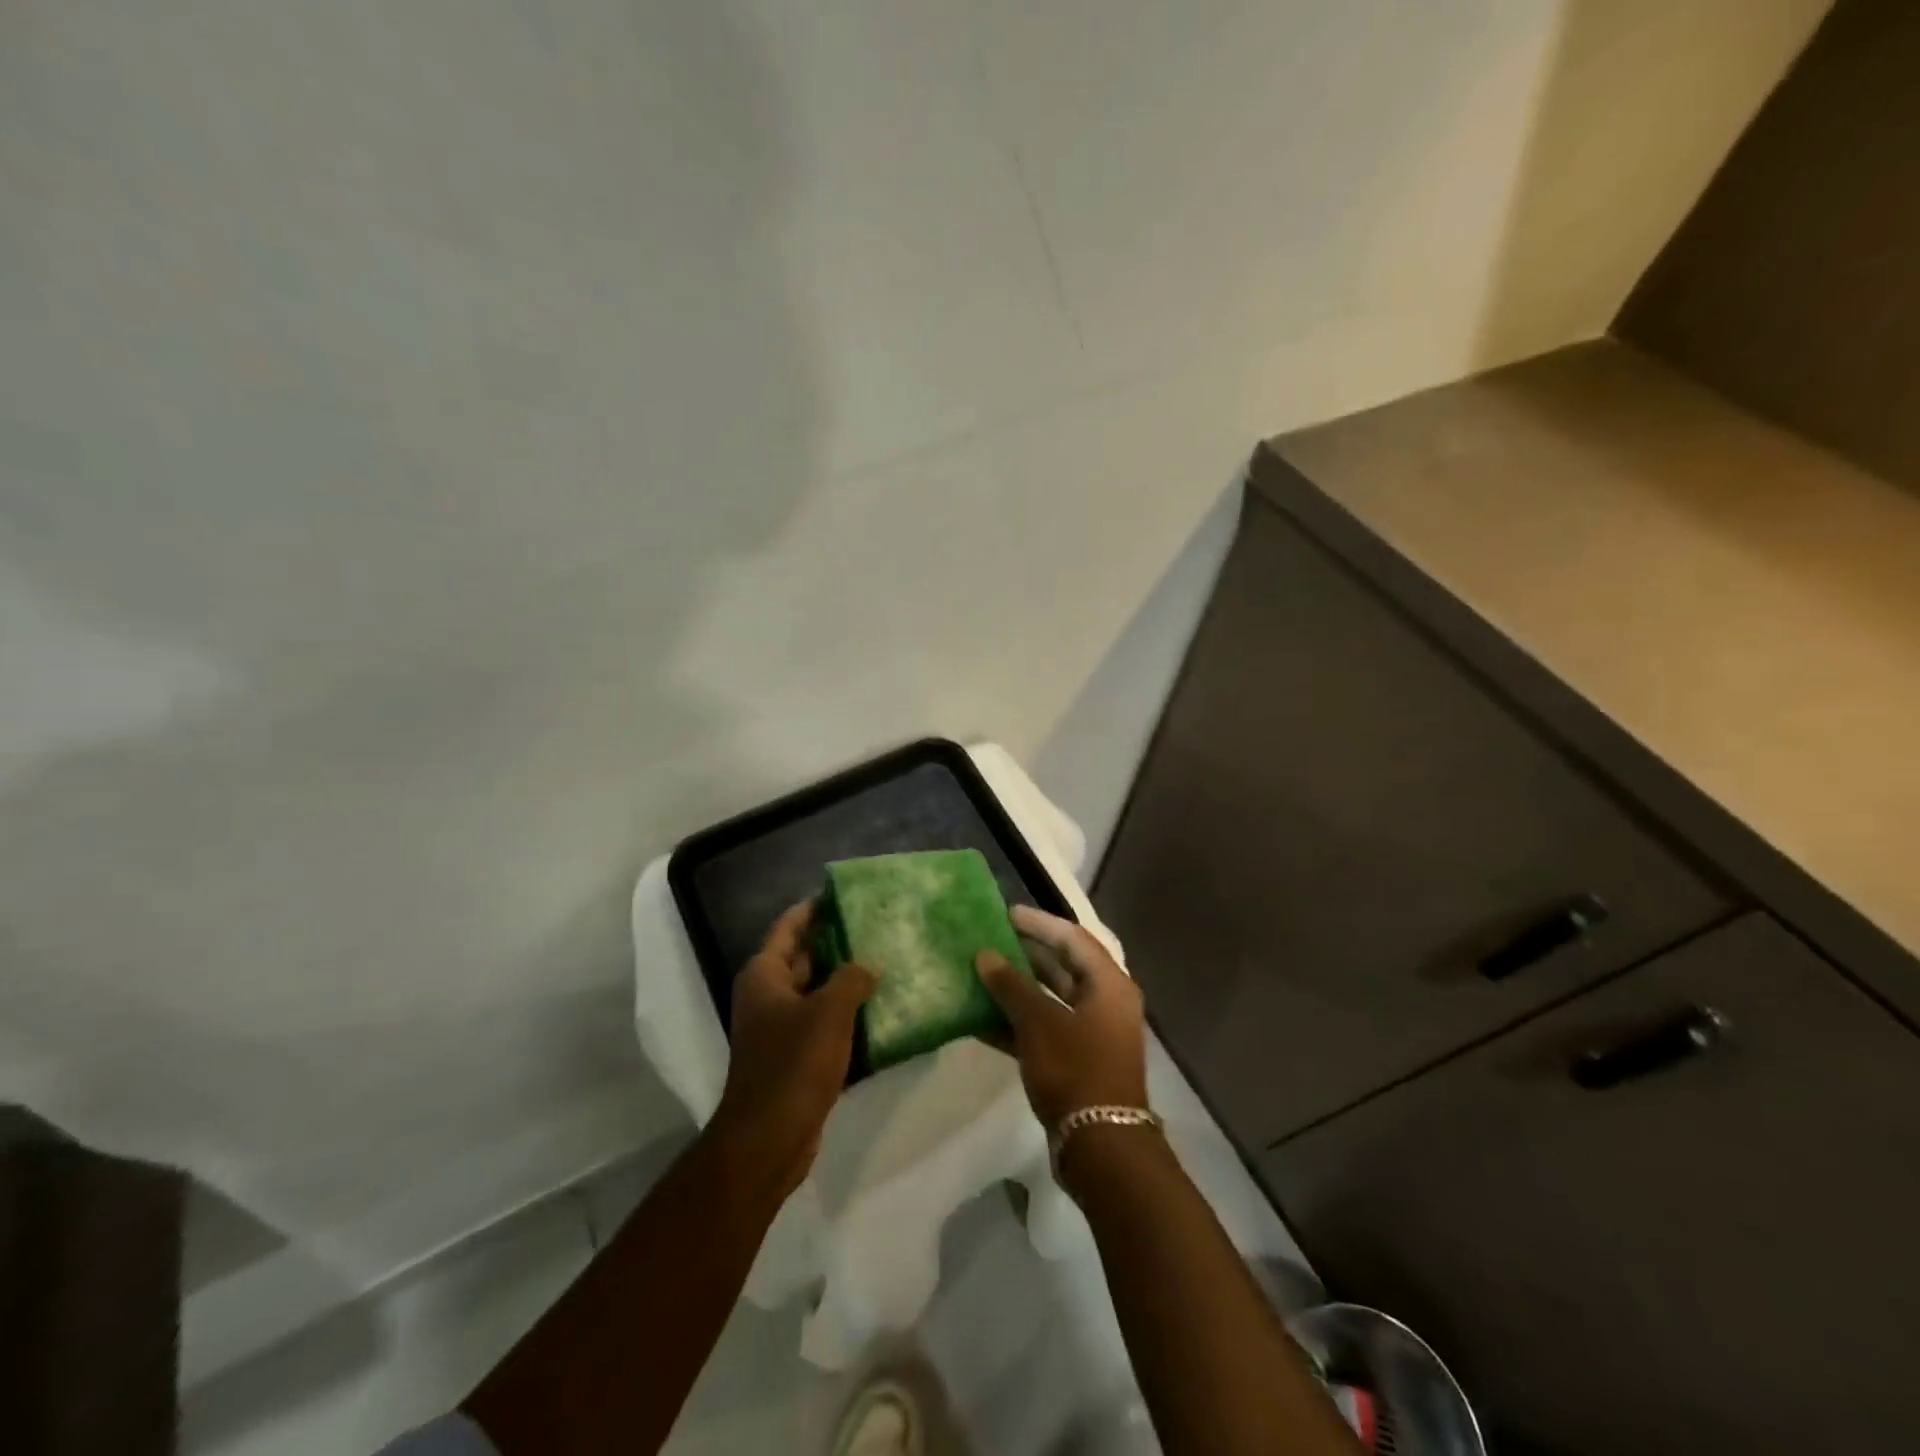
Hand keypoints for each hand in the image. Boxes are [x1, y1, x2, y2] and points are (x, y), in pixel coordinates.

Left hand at [713, 901, 875, 1196]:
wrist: (769, 1139)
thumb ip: (852, 979)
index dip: (816, 907)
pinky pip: (824, 1024)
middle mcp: (768, 995)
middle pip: (805, 956)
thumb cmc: (794, 1064)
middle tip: (879, 927)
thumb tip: (868, 966)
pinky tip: (881, 1011)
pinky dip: (847, 1015)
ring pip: (818, 992)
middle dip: (838, 943)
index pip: (790, 925)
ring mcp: (780, 1028)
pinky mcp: (795, 1057)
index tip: (847, 893)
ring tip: (887, 962)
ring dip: (847, 981)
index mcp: (765, 974)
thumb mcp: (829, 1012)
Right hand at [976, 906, 1148, 1128]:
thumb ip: (1011, 986)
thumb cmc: (1075, 1070)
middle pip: (1063, 966)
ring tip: (981, 973)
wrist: (1101, 1146)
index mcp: (1109, 984)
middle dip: (1026, 953)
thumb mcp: (1039, 1022)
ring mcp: (1093, 1034)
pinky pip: (1046, 1029)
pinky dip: (1018, 1022)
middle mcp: (1106, 1003)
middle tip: (991, 939)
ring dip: (1018, 988)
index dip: (1039, 923)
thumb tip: (986, 955)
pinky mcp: (1078, 1061)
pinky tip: (981, 1019)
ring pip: (1052, 999)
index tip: (1006, 913)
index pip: (1072, 938)